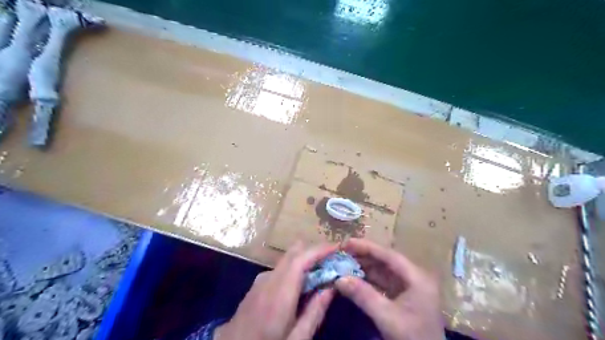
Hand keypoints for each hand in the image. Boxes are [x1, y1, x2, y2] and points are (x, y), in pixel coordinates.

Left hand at [215, 242, 337, 339]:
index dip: (319, 250)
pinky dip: (295, 269)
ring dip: (306, 261)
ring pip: (288, 259)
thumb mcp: (297, 339)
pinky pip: (281, 268)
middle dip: (315, 252)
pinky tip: (302, 286)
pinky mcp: (257, 284)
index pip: (301, 259)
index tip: (337, 247)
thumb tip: (331, 287)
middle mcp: (269, 279)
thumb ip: (315, 311)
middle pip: (294, 252)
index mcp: (279, 292)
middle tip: (333, 260)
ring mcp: (261, 279)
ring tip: (322, 274)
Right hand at [333, 239, 442, 339]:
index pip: (388, 255)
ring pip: (383, 271)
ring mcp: (409, 287)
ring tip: (345, 264)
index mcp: (416, 277)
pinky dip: (369, 280)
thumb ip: (363, 296)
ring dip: (365, 267)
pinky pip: (384, 282)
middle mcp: (414, 277)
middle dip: (363, 256)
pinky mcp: (404, 297)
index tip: (346, 242)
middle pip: (385, 260)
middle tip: (342, 253)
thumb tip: (339, 278)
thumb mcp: (387, 317)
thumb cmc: (413, 338)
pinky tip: (355, 278)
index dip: (366, 247)